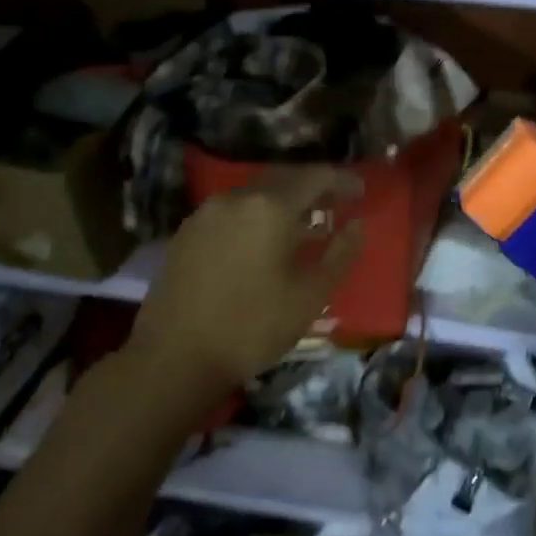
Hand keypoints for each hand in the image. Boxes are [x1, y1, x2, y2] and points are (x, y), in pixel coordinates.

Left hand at [127, 166, 364, 397]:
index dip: (342, 181)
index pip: (315, 177)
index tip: (361, 192)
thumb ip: (340, 254)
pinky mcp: (185, 233)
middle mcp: (235, 198)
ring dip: (282, 205)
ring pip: (254, 197)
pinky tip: (262, 245)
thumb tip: (357, 226)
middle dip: (312, 189)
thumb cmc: (252, 327)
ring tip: (302, 228)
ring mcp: (205, 214)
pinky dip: (255, 219)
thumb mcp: (310, 296)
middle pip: (282, 180)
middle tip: (336, 205)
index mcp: (269, 207)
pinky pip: (231, 213)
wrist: (174, 358)